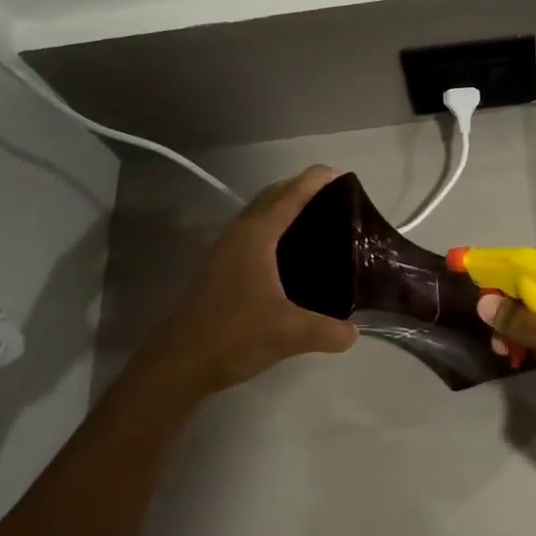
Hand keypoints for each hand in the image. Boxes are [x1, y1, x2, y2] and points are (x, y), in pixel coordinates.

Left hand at [143, 166, 356, 396]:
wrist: (181, 363)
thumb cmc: (235, 336)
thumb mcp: (291, 334)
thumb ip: (329, 331)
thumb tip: (354, 332)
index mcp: (256, 237)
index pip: (290, 197)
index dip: (314, 181)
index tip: (340, 172)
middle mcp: (238, 235)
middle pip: (271, 197)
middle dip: (300, 188)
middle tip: (334, 195)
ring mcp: (224, 251)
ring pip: (258, 214)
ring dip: (283, 206)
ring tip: (316, 218)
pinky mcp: (219, 269)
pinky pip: (252, 233)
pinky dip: (273, 227)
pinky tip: (289, 252)